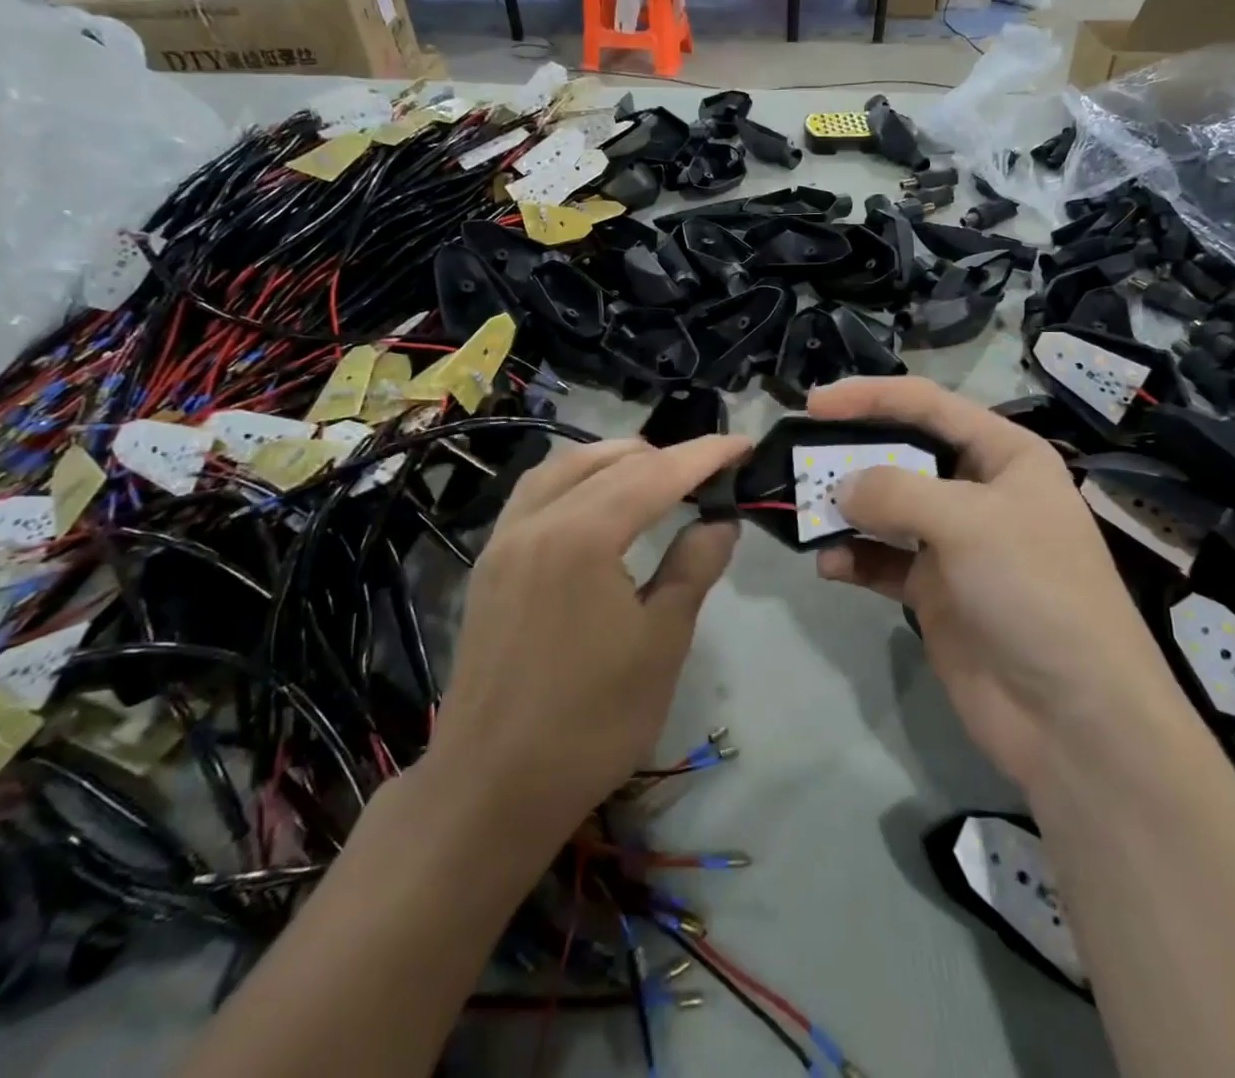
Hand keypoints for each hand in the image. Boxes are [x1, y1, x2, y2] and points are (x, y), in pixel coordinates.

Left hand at [430, 435, 747, 836]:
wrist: (492, 789)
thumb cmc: (591, 721)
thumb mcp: (661, 643)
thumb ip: (693, 568)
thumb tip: (721, 520)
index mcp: (582, 536)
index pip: (655, 473)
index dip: (705, 455)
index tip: (745, 445)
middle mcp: (536, 520)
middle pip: (609, 461)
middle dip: (664, 456)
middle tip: (709, 472)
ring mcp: (504, 541)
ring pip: (564, 467)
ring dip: (616, 460)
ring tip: (657, 475)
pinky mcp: (490, 564)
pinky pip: (536, 494)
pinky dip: (576, 480)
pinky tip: (596, 502)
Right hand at [809, 378, 1175, 791]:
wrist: (1073, 717)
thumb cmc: (1034, 591)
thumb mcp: (969, 522)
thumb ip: (896, 492)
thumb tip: (840, 487)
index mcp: (1004, 455)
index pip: (928, 406)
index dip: (871, 396)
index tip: (814, 403)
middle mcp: (978, 490)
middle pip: (902, 454)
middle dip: (852, 455)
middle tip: (799, 459)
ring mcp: (955, 544)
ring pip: (886, 509)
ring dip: (846, 510)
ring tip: (806, 515)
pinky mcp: (934, 591)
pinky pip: (882, 561)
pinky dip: (854, 557)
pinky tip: (829, 565)